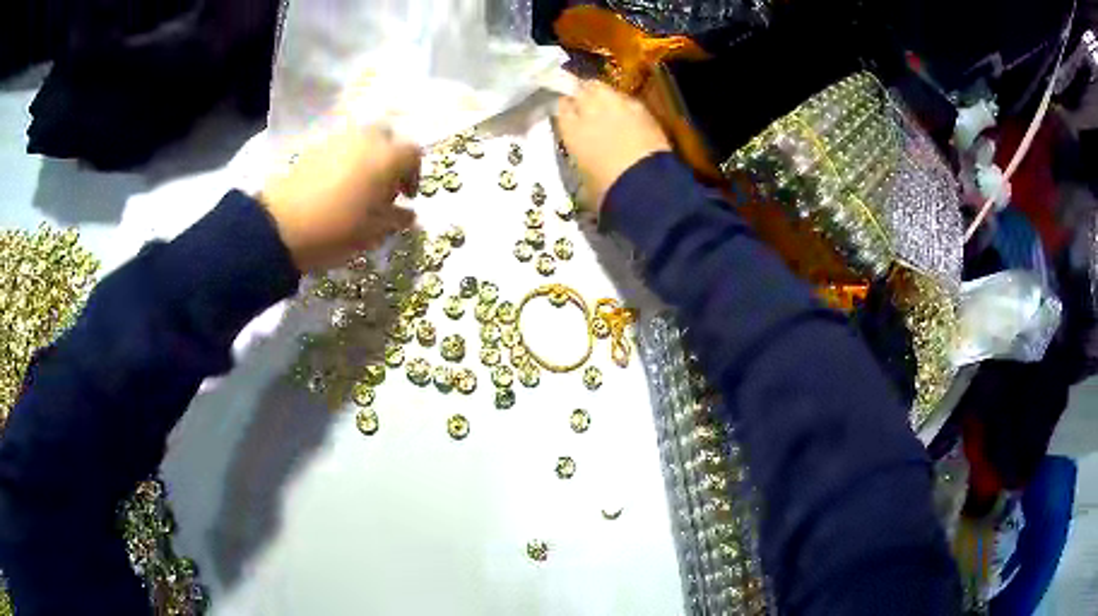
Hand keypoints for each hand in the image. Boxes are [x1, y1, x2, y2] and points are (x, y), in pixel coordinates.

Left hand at [259, 124, 420, 271]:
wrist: (282, 226)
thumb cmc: (337, 229)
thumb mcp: (374, 231)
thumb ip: (397, 218)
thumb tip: (408, 214)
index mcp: (387, 157)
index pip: (413, 154)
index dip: (414, 174)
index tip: (406, 197)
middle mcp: (366, 139)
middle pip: (388, 138)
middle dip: (390, 159)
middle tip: (384, 187)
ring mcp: (338, 139)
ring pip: (362, 140)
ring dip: (367, 158)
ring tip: (358, 187)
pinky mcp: (314, 147)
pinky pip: (340, 148)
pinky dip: (345, 160)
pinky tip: (335, 186)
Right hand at [554, 80, 670, 210]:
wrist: (644, 187)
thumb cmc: (607, 190)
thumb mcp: (582, 179)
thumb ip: (579, 158)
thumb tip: (583, 159)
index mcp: (570, 128)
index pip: (562, 106)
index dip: (567, 110)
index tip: (571, 115)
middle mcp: (589, 109)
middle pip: (583, 89)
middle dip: (585, 95)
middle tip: (589, 107)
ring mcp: (617, 105)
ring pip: (604, 89)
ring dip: (605, 96)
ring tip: (610, 109)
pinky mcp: (642, 108)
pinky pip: (628, 100)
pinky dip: (627, 106)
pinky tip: (631, 118)